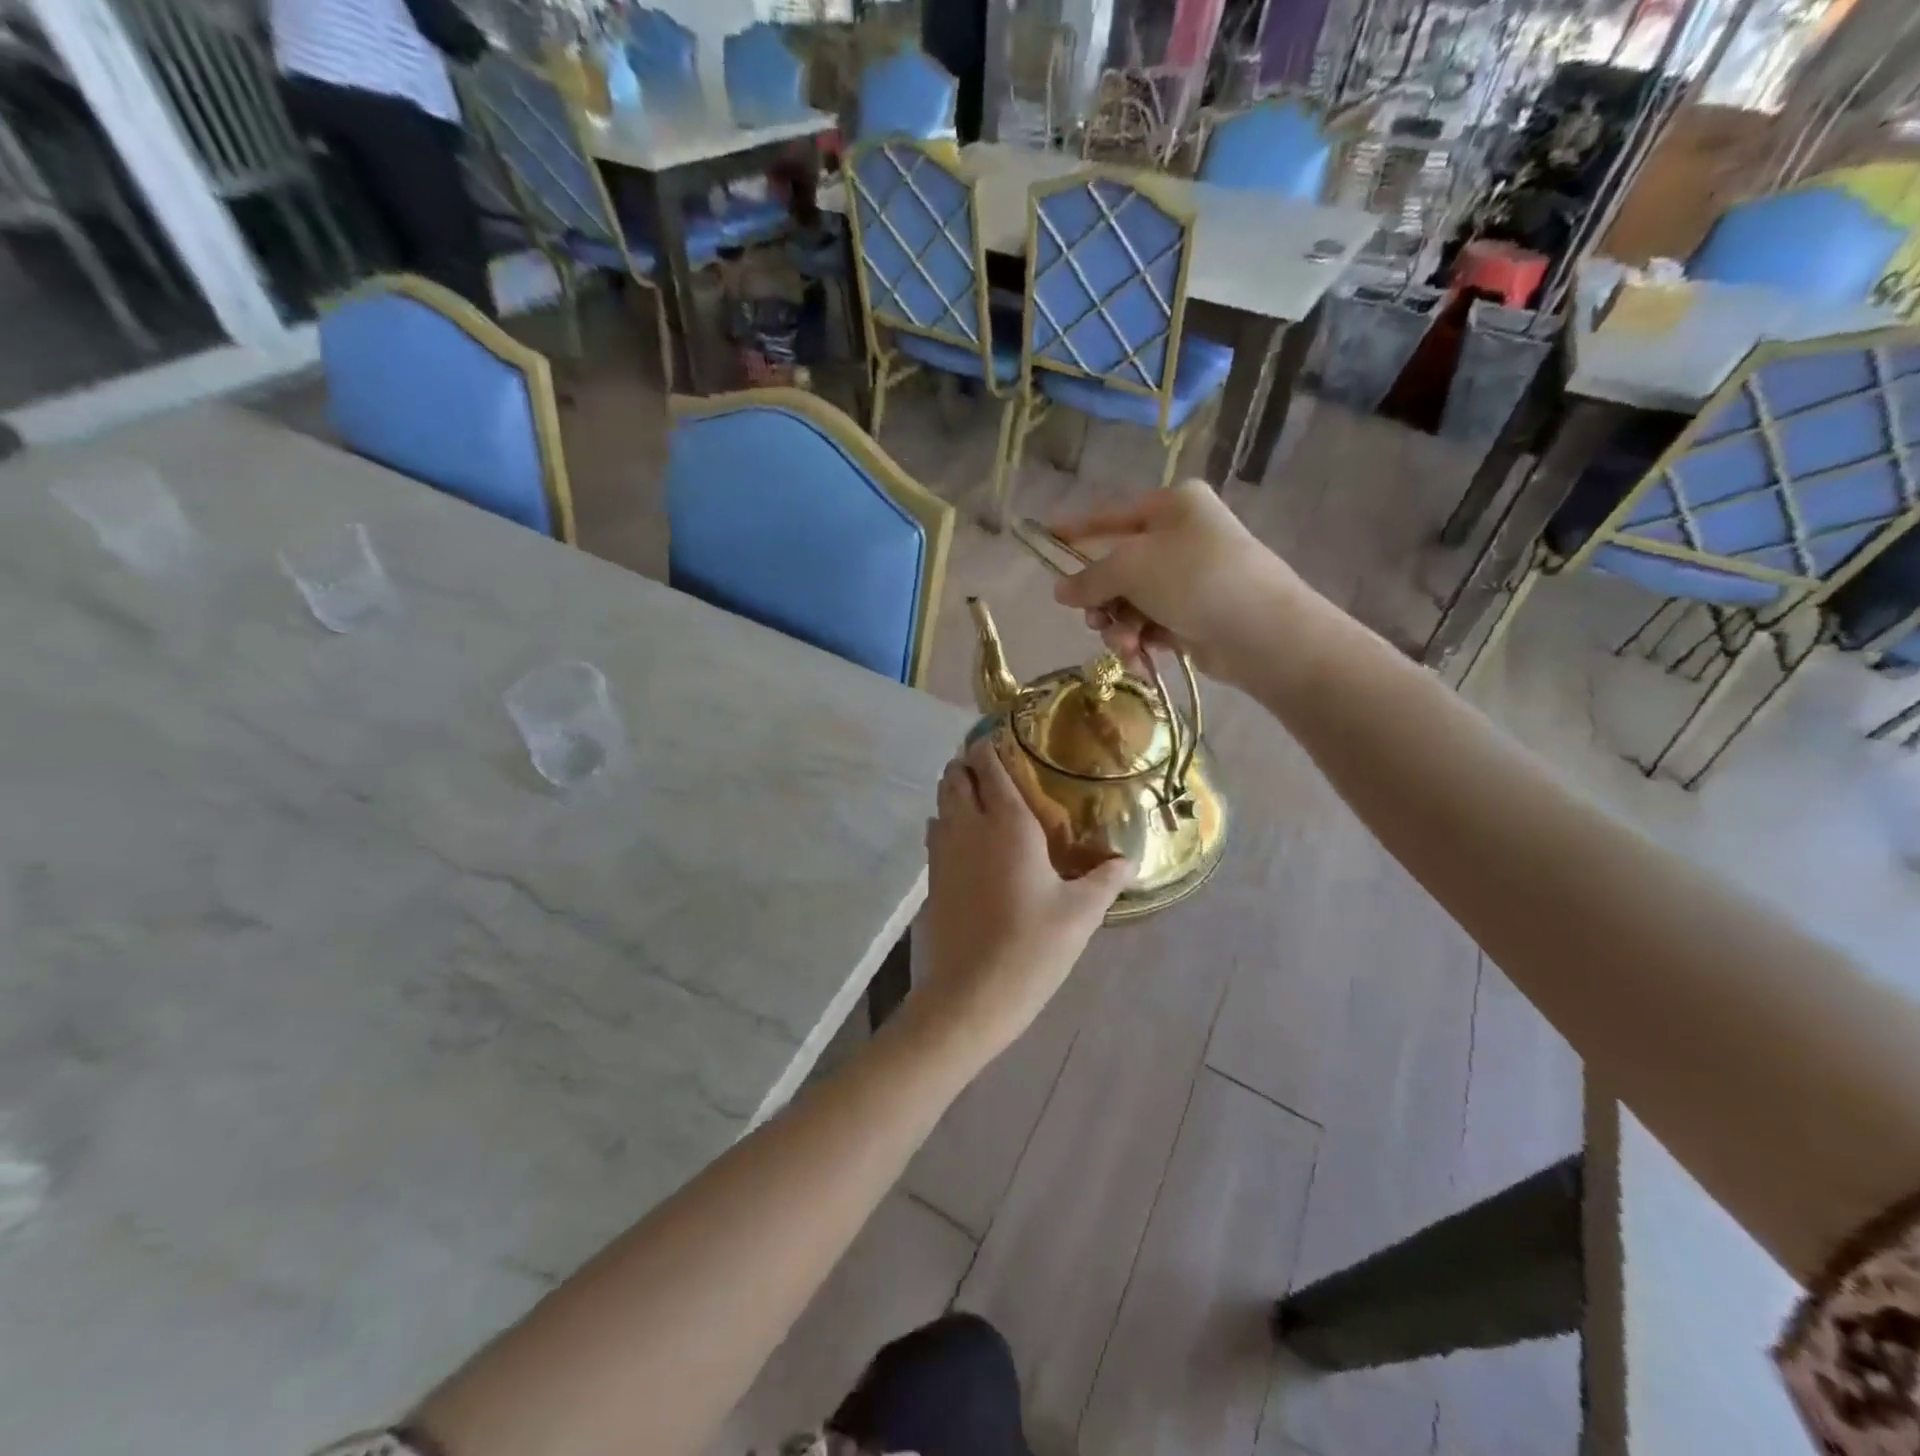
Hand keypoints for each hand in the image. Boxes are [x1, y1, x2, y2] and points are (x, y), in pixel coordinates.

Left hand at [914, 738, 1130, 1056]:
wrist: (970, 994)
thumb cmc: (1031, 947)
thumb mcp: (1080, 914)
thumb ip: (1105, 880)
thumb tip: (1129, 861)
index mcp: (1008, 824)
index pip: (990, 768)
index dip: (989, 747)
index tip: (998, 738)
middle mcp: (970, 827)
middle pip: (955, 777)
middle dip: (967, 764)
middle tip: (989, 765)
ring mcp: (944, 852)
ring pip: (940, 802)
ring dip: (954, 790)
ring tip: (976, 794)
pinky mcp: (932, 878)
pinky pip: (935, 832)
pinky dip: (945, 821)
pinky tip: (964, 839)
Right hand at [1049, 481, 1319, 688]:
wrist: (1262, 632)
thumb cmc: (1195, 579)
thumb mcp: (1131, 569)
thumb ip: (1089, 578)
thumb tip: (1060, 590)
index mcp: (1172, 506)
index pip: (1111, 515)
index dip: (1075, 529)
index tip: (1044, 537)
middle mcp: (1182, 537)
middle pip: (1119, 567)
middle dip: (1102, 599)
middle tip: (1094, 619)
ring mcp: (1191, 577)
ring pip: (1132, 601)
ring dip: (1120, 626)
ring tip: (1125, 645)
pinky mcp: (1196, 615)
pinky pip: (1151, 623)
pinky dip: (1141, 640)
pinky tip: (1140, 656)